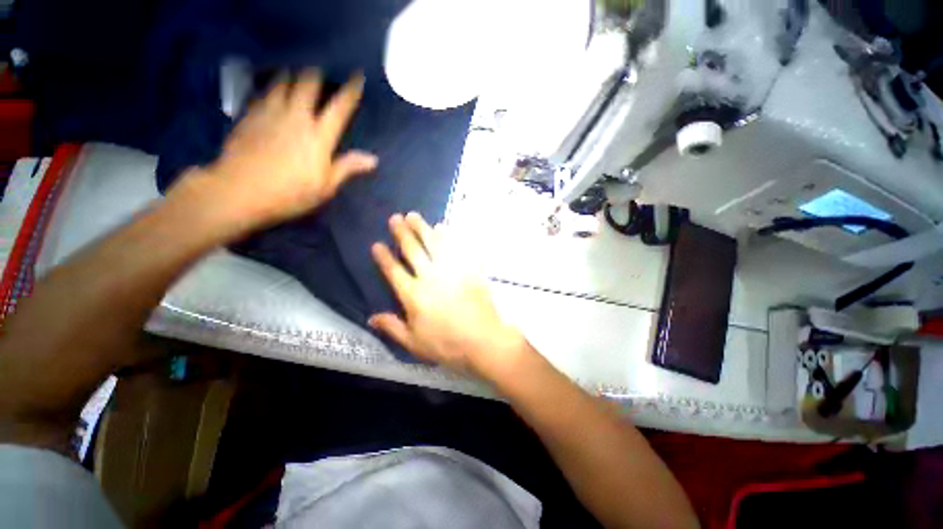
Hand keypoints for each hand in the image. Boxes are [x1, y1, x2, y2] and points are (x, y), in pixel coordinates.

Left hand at [198, 70, 377, 225]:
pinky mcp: (250, 115)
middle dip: (316, 76)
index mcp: (319, 136)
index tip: (358, 77)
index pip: (339, 107)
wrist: (239, 191)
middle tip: (320, 73)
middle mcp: (296, 117)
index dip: (350, 91)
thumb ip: (347, 167)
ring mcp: (270, 113)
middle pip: (307, 85)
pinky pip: (264, 92)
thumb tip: (373, 159)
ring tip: (296, 74)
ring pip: (283, 82)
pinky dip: (271, 86)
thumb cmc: (290, 193)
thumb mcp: (326, 186)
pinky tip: (272, 88)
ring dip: (292, 75)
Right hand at [369, 212, 529, 380]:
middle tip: (395, 218)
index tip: (377, 244)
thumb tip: (371, 317)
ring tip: (414, 215)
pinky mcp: (468, 269)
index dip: (384, 257)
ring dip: (422, 228)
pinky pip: (457, 247)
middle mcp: (429, 277)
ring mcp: (451, 270)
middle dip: (402, 233)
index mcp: (413, 295)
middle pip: (413, 250)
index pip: (393, 271)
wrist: (483, 341)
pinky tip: (443, 227)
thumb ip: (392, 327)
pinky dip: (449, 236)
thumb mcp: (414, 343)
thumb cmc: (447, 345)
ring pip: (433, 244)